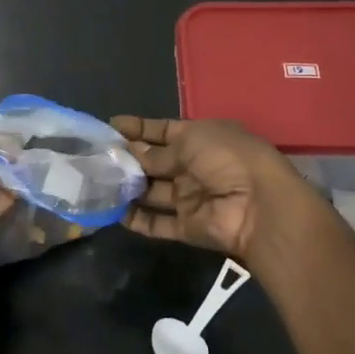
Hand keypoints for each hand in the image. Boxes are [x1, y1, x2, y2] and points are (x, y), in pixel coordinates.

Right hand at [110, 116, 315, 261]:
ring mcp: (191, 198)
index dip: (138, 128)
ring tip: (97, 182)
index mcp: (201, 138)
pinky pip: (158, 223)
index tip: (110, 126)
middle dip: (128, 158)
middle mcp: (194, 166)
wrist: (259, 206)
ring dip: (128, 188)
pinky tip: (112, 213)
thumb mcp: (190, 142)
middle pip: (155, 162)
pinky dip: (137, 220)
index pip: (163, 131)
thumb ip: (158, 151)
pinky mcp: (187, 227)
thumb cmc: (227, 158)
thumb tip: (131, 152)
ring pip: (152, 192)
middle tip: (95, 156)